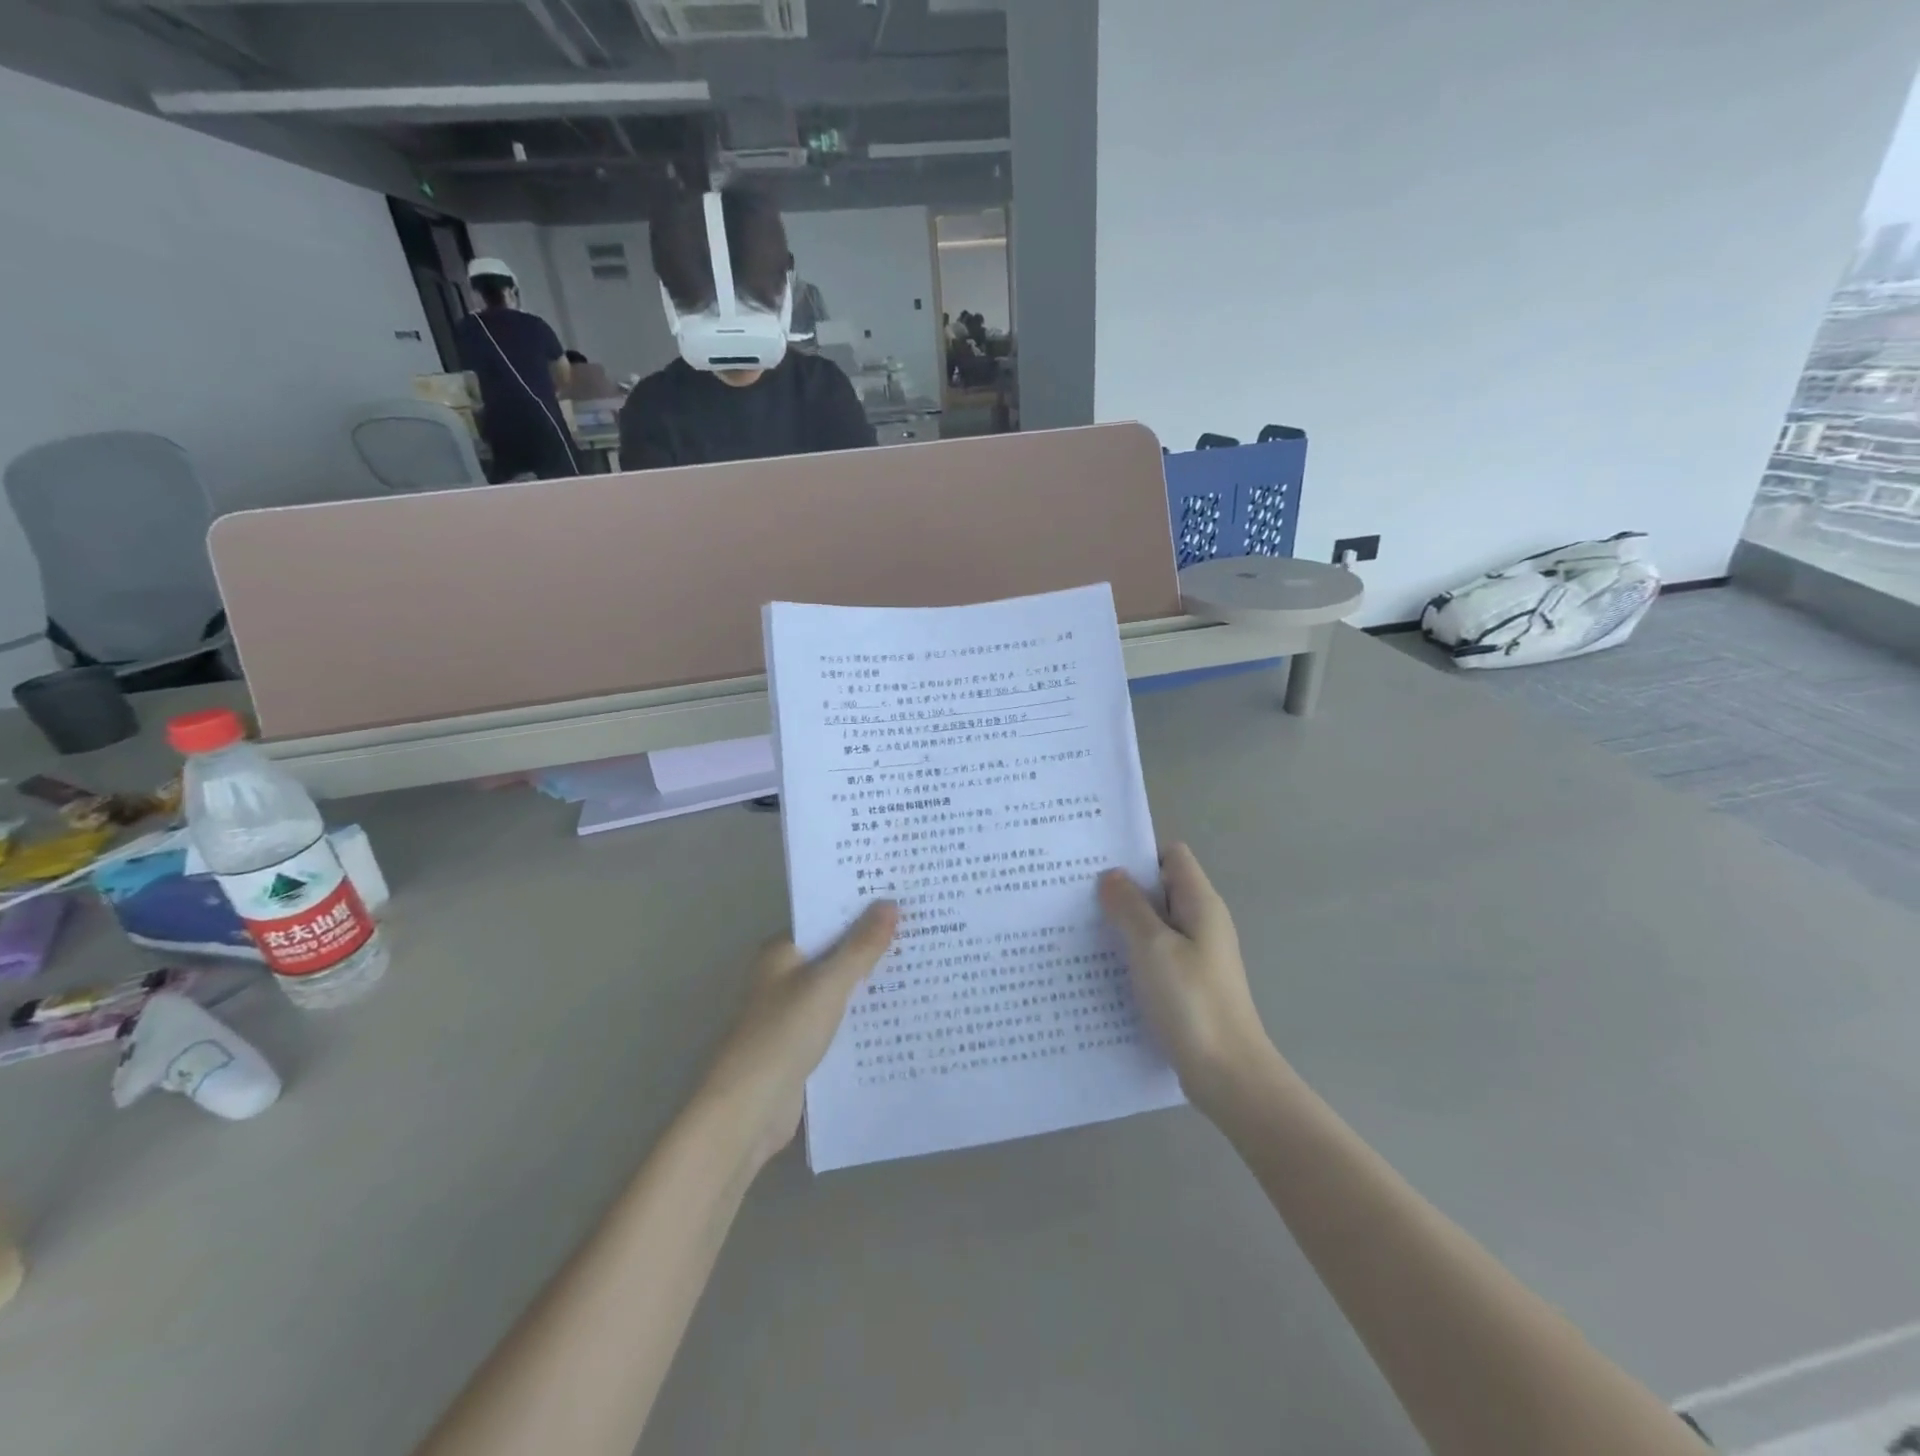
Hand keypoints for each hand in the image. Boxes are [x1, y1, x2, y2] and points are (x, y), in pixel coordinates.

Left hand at [698, 902, 898, 1169]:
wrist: (750, 1109)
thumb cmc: (784, 1034)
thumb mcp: (828, 984)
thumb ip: (861, 946)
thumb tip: (890, 903)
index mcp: (781, 952)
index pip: (825, 918)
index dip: (860, 908)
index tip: (902, 898)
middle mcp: (784, 976)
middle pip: (834, 952)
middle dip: (871, 944)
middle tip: (921, 928)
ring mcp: (792, 1011)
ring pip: (839, 987)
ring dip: (870, 980)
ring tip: (920, 964)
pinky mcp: (803, 1044)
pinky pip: (839, 1018)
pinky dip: (863, 1013)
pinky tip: (899, 1010)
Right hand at [1099, 844, 1281, 1117]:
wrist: (1228, 1074)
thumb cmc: (1191, 1002)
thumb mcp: (1153, 947)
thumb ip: (1130, 906)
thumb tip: (1111, 875)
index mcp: (1201, 904)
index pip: (1172, 856)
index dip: (1139, 854)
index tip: (1099, 865)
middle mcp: (1202, 922)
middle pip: (1161, 888)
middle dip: (1123, 889)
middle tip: (1079, 894)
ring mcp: (1197, 955)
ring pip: (1155, 923)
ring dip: (1124, 923)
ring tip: (1082, 927)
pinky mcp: (1188, 983)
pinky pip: (1156, 953)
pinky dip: (1133, 953)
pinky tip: (1103, 966)